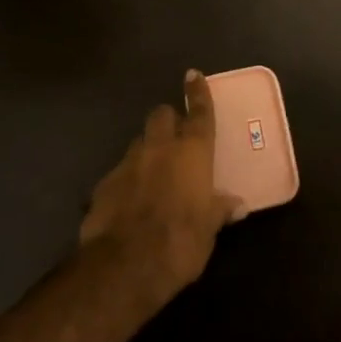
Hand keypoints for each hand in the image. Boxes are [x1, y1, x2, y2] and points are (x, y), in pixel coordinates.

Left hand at [80, 69, 241, 308]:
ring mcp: (127, 163)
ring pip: (139, 142)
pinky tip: (130, 201)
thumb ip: (219, 211)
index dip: (198, 93)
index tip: (193, 74)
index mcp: (192, 152)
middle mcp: (159, 148)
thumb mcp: (208, 230)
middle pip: (161, 115)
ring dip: (147, 149)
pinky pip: (120, 172)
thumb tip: (237, 205)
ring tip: (153, 171)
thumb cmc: (180, 242)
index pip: (199, 113)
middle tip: (175, 134)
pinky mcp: (103, 184)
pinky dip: (128, 179)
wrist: (124, 266)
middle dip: (168, 119)